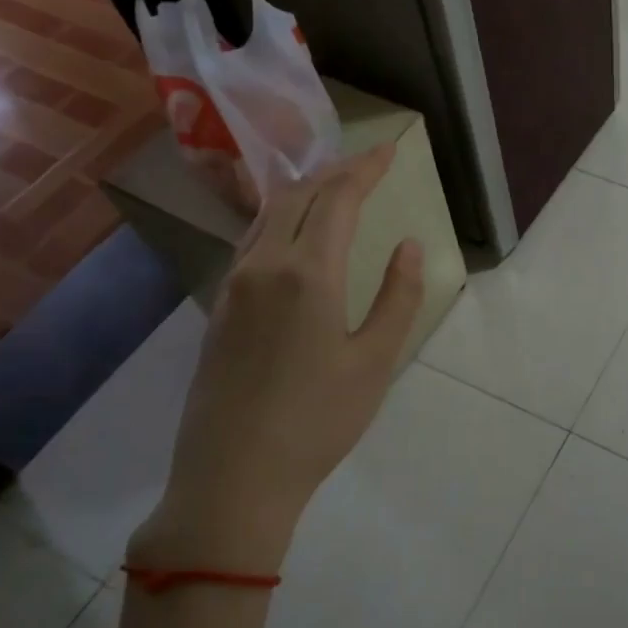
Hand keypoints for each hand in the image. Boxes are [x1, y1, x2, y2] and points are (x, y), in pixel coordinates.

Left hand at [129, 144, 423, 576]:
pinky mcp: (219, 308)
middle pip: (299, 196)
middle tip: (368, 163)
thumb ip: (397, 297)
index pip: (338, 199)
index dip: (366, 168)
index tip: (391, 150)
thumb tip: (408, 245)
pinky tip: (295, 233)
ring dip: (305, 191)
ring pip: (269, 215)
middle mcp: (264, 266)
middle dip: (336, 172)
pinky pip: (252, 241)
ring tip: (334, 187)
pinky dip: (282, 219)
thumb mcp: (375, 362)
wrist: (232, 477)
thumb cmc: (317, 422)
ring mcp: (234, 286)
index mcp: (308, 274)